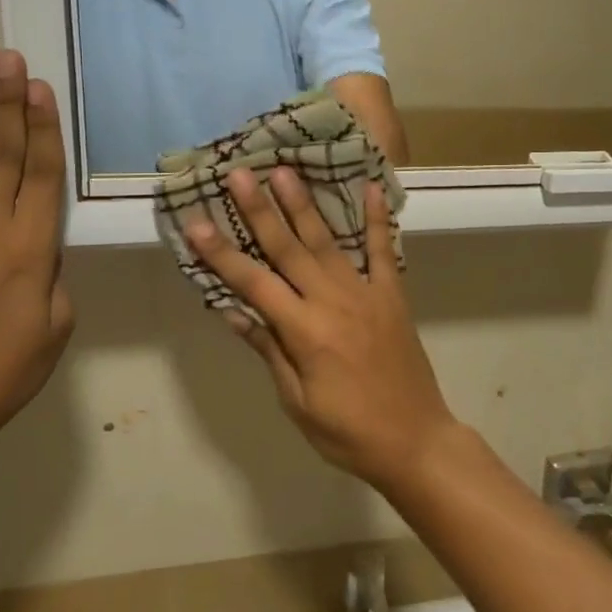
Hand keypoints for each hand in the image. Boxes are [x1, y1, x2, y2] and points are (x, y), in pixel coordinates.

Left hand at [0, 50, 74, 443]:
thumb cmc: (11, 368)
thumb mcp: (57, 322)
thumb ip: (53, 274)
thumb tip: (39, 249)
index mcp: (31, 249)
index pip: (41, 175)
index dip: (43, 129)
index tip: (41, 88)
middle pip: (2, 156)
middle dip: (8, 105)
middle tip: (8, 60)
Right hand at [186, 167, 457, 491]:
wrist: (415, 440)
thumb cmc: (347, 432)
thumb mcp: (297, 401)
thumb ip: (269, 349)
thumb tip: (233, 309)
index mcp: (305, 331)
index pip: (254, 283)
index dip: (223, 254)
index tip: (196, 223)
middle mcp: (333, 302)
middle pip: (289, 249)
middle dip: (260, 210)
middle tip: (240, 173)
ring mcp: (366, 293)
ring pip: (328, 241)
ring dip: (304, 204)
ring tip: (285, 170)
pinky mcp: (393, 295)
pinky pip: (383, 250)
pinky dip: (377, 219)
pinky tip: (369, 188)